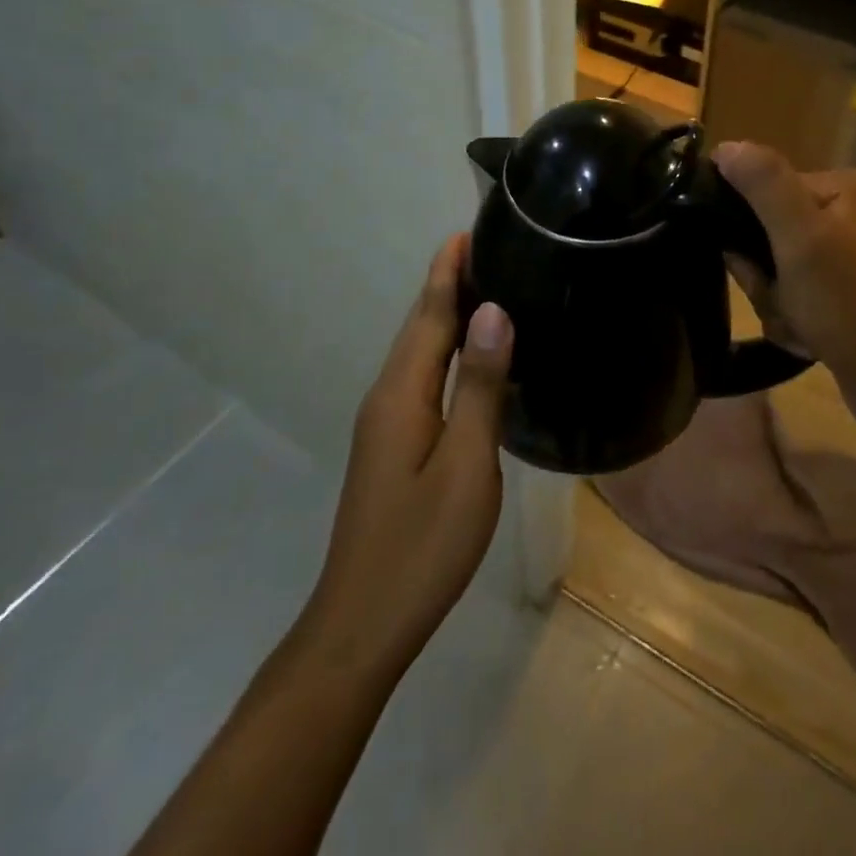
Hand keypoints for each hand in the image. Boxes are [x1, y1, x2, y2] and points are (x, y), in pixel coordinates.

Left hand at [294, 233, 511, 685]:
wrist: (361, 625)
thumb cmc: (422, 546)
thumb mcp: (465, 464)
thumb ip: (479, 386)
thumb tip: (493, 312)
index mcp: (402, 393)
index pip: (429, 315)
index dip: (447, 271)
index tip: (468, 230)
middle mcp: (387, 397)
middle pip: (420, 326)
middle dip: (447, 283)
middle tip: (489, 248)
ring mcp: (385, 423)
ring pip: (419, 352)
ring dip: (446, 314)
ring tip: (487, 286)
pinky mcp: (392, 444)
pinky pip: (421, 376)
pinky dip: (446, 349)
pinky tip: (470, 355)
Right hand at [716, 142, 855, 437]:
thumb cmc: (850, 305)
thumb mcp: (802, 238)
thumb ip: (763, 184)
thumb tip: (725, 146)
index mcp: (840, 187)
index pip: (762, 190)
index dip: (747, 232)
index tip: (756, 268)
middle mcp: (846, 212)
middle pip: (767, 233)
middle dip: (765, 276)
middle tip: (784, 302)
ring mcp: (848, 253)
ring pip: (775, 268)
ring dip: (776, 302)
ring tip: (800, 327)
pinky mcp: (847, 290)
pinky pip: (795, 294)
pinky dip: (793, 319)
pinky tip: (810, 340)